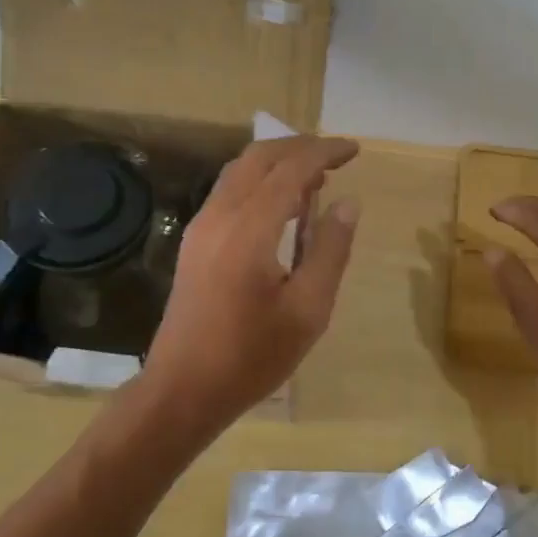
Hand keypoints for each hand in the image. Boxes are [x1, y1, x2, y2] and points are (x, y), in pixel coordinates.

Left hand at [140, 135, 360, 433]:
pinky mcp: (194, 241)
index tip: (354, 150)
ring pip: (240, 170)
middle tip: (336, 158)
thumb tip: (347, 203)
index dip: (324, 152)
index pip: (290, 169)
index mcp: (249, 229)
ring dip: (278, 162)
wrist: (183, 389)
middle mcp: (220, 215)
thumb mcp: (308, 310)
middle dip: (299, 147)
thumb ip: (329, 250)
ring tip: (315, 177)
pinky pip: (229, 190)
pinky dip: (260, 181)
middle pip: (259, 157)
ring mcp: (201, 226)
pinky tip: (283, 206)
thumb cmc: (251, 356)